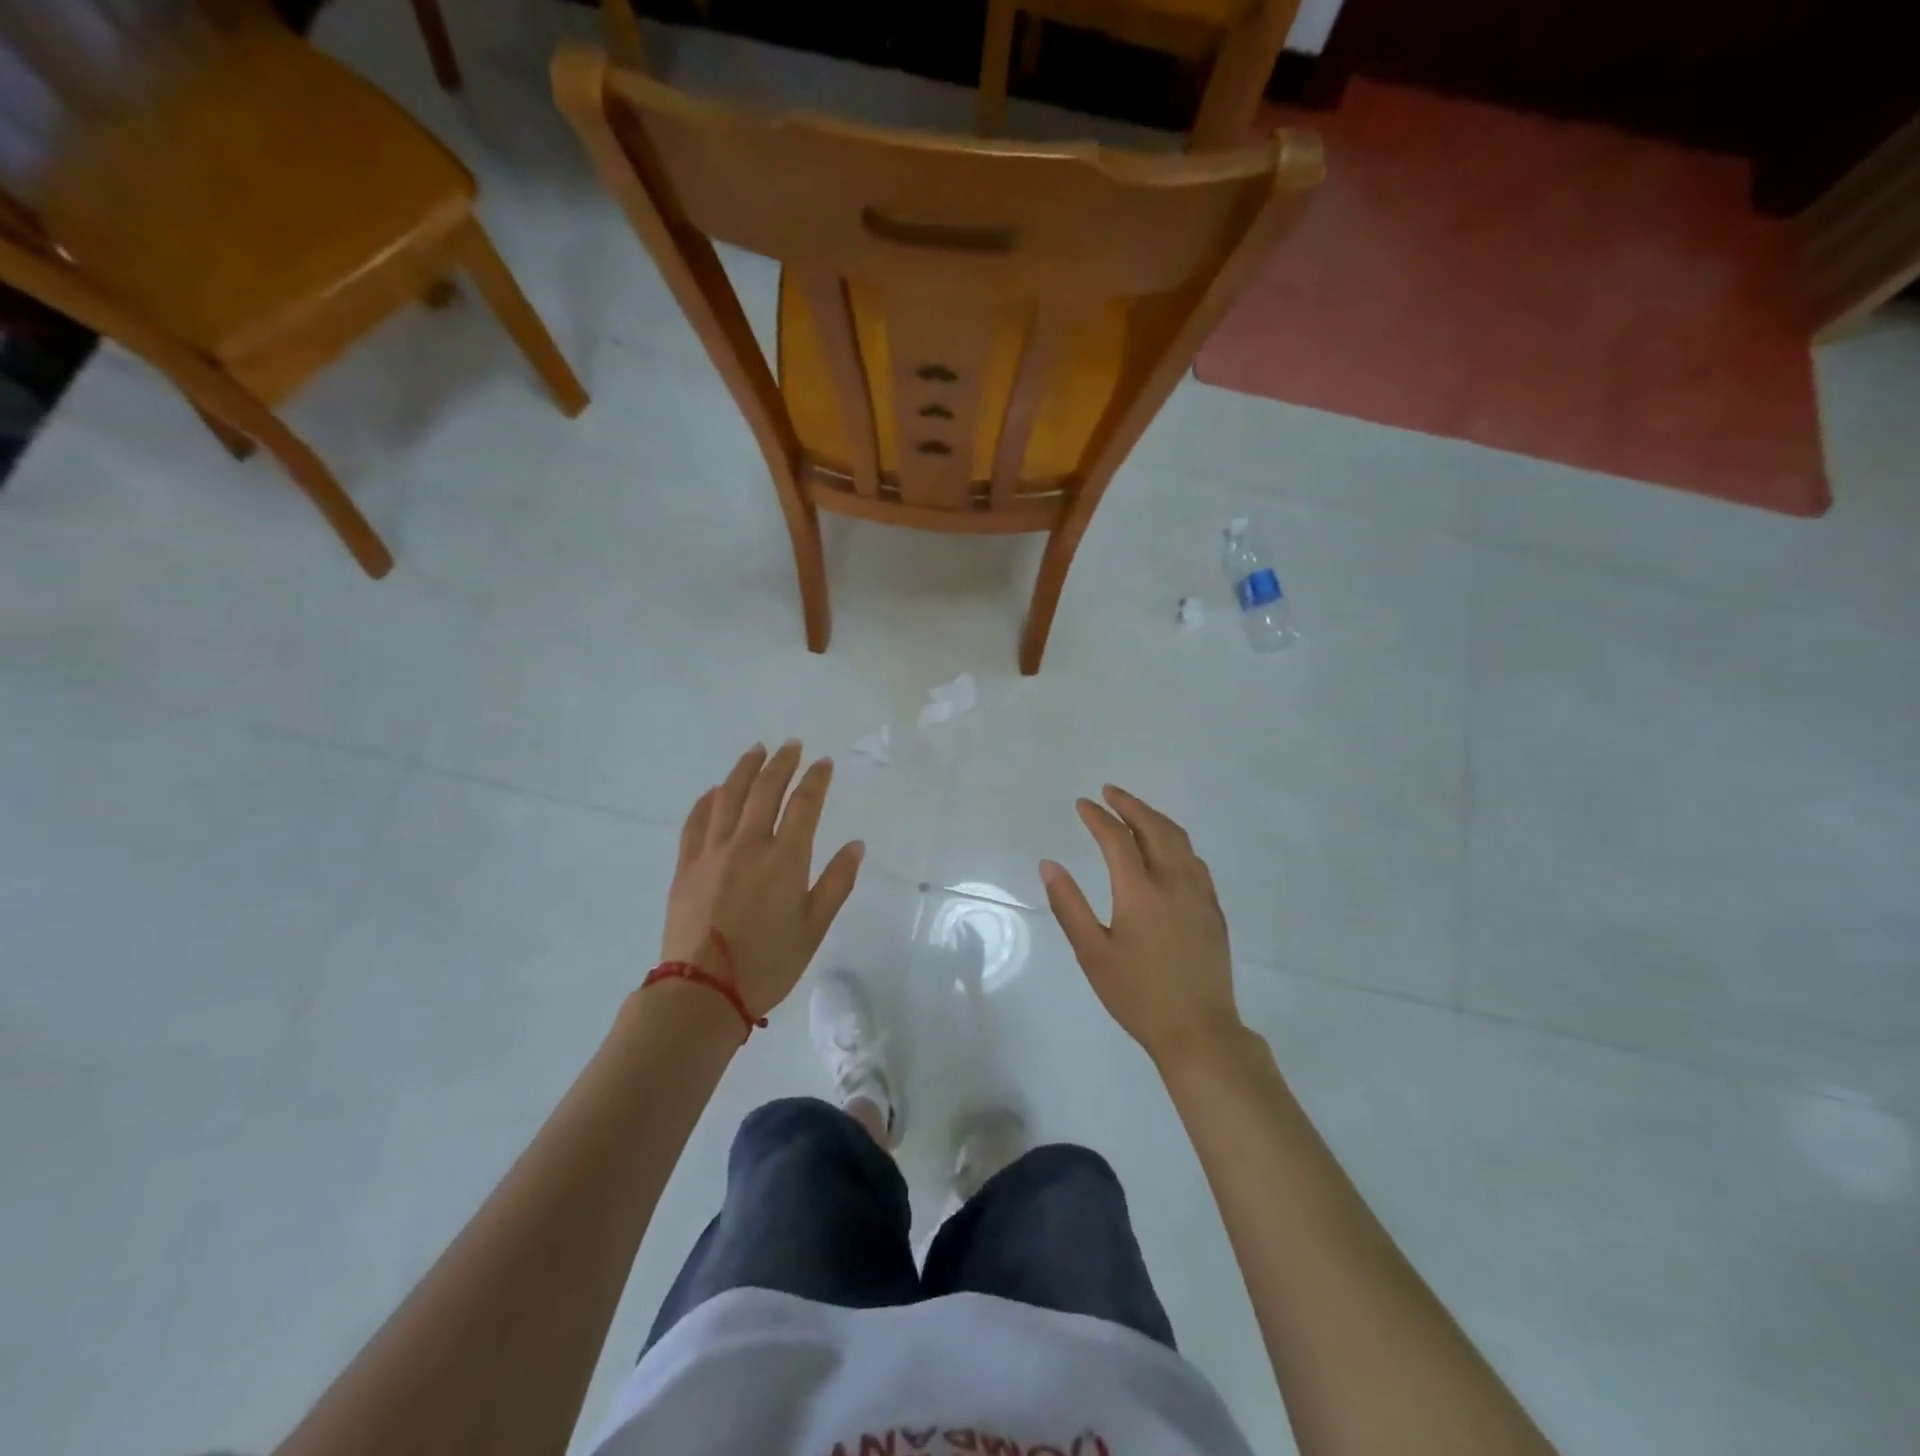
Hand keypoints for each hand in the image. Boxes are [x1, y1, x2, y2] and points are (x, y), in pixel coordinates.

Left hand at [661, 741, 863, 1017]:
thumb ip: (836, 882)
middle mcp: (748, 844)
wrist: (703, 992)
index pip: (804, 804)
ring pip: (728, 796)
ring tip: (756, 751)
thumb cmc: (768, 963)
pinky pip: (696, 820)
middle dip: (782, 763)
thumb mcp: (814, 927)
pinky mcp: (686, 865)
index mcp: (785, 859)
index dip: (816, 779)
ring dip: (745, 769)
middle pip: (765, 789)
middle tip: (791, 746)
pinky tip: (716, 790)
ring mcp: (713, 851)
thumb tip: (856, 845)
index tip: (824, 762)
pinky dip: (708, 798)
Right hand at [1040, 785, 1242, 1066]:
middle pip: (1154, 827)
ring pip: (1179, 839)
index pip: (1116, 838)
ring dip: (1154, 818)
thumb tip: (1049, 864)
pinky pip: (1194, 859)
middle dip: (1130, 804)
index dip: (1097, 817)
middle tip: (1109, 792)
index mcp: (1140, 892)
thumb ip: (1069, 905)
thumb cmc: (1137, 995)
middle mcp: (1174, 882)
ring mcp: (1199, 894)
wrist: (1199, 1031)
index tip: (1082, 804)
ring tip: (1134, 811)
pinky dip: (1175, 841)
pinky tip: (1166, 849)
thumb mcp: (1092, 953)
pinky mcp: (1213, 909)